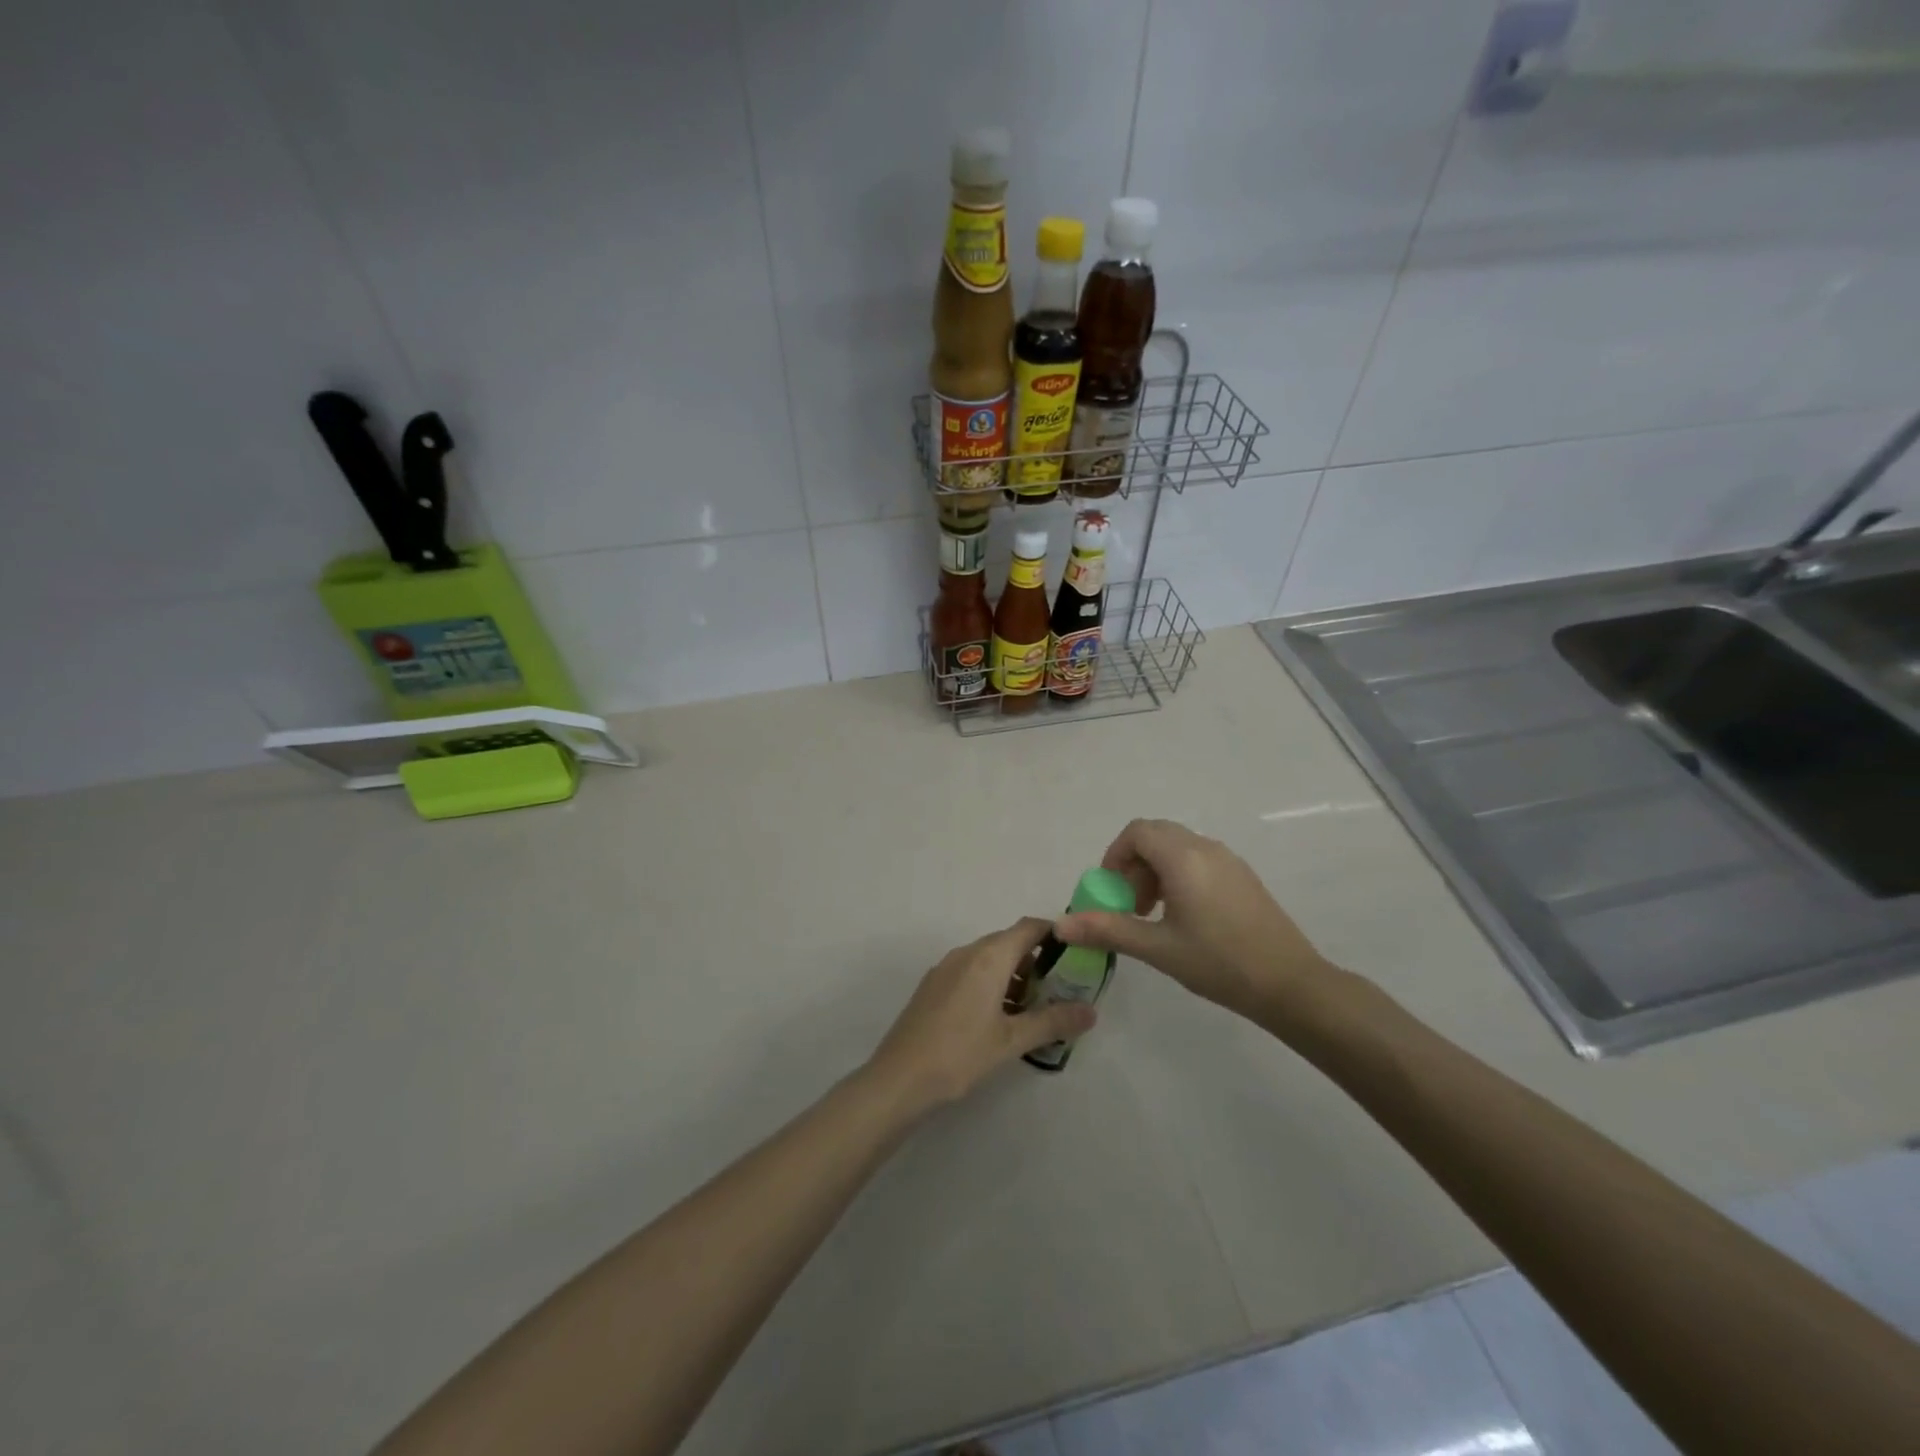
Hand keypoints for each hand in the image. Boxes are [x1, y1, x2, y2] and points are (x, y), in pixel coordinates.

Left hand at [866, 918, 1096, 1111]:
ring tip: (1033, 1010)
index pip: (1029, 927)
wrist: (899, 1078)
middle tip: (1059, 990)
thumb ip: (1053, 1022)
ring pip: (989, 959)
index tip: (1077, 954)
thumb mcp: (1012, 1040)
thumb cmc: (961, 1054)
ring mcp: (946, 968)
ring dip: (1013, 976)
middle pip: (1009, 942)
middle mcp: (967, 952)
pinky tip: (999, 1019)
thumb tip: (1091, 1011)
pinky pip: (971, 972)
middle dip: (1037, 961)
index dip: (1055, 934)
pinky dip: (991, 985)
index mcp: (988, 957)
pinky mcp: (933, 986)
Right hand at [1055, 818, 1332, 1018]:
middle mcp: (1206, 848)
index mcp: (1183, 858)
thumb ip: (1107, 930)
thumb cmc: (1219, 963)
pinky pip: (1199, 859)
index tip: (1111, 891)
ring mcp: (1229, 860)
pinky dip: (1178, 875)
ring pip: (1178, 847)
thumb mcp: (1158, 948)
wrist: (1291, 984)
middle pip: (1157, 835)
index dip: (1115, 855)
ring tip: (1153, 914)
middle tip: (1130, 903)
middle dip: (1134, 863)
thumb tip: (1060, 925)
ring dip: (1155, 870)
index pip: (1138, 832)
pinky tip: (1184, 918)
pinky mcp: (1243, 876)